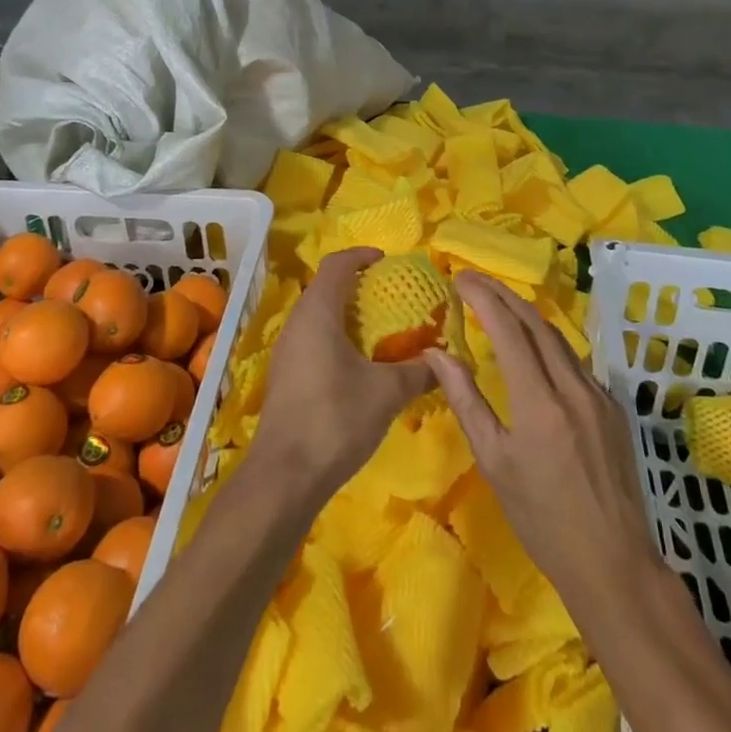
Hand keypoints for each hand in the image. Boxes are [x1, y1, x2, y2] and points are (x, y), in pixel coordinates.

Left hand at [248, 247, 435, 504]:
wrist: (284, 476)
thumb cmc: (335, 419)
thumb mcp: (386, 393)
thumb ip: (418, 371)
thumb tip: (446, 360)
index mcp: (318, 312)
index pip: (336, 264)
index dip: (361, 256)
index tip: (386, 261)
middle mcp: (297, 323)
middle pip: (326, 288)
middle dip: (357, 286)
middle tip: (391, 296)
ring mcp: (287, 351)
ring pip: (318, 317)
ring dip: (347, 315)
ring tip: (380, 330)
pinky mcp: (285, 377)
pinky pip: (312, 340)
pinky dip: (336, 338)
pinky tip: (358, 365)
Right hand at [425, 271, 661, 607]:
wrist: (613, 562)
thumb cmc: (541, 518)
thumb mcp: (493, 461)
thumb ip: (465, 400)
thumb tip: (437, 353)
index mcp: (539, 402)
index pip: (508, 329)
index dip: (483, 297)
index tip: (459, 278)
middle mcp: (573, 387)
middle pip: (535, 321)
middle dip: (502, 293)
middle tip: (473, 279)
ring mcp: (599, 394)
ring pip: (558, 337)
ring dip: (525, 313)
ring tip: (497, 302)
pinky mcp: (613, 406)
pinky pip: (574, 360)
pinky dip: (547, 342)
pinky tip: (533, 347)